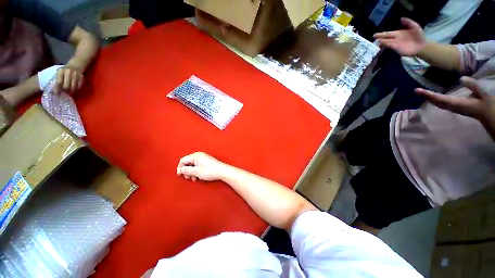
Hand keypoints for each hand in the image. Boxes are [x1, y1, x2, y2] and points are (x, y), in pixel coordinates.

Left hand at [55, 66, 83, 93]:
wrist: (76, 65)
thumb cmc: (65, 70)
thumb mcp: (60, 73)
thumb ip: (58, 80)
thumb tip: (56, 90)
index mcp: (61, 71)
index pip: (59, 82)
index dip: (58, 89)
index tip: (57, 94)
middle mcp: (69, 72)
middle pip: (66, 86)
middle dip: (65, 91)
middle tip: (64, 93)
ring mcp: (76, 75)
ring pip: (73, 87)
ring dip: (71, 91)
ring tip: (70, 93)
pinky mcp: (82, 78)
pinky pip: (79, 86)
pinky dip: (77, 89)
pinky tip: (75, 89)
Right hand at [177, 152, 226, 181]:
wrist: (222, 171)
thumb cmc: (211, 171)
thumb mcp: (196, 172)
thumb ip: (186, 170)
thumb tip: (181, 169)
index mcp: (196, 156)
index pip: (183, 160)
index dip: (180, 168)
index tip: (180, 175)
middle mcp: (199, 155)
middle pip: (188, 163)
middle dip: (186, 171)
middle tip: (188, 178)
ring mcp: (203, 158)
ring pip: (193, 165)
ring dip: (192, 172)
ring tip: (194, 178)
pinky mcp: (207, 161)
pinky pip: (198, 166)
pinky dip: (196, 171)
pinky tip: (198, 177)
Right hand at [373, 18, 425, 55]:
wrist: (421, 45)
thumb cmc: (419, 36)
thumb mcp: (415, 26)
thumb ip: (408, 22)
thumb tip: (401, 19)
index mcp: (398, 33)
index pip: (388, 33)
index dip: (382, 34)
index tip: (375, 35)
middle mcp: (395, 39)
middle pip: (385, 38)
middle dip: (379, 38)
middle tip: (373, 38)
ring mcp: (395, 44)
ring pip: (386, 42)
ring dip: (381, 42)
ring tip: (375, 42)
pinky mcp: (396, 49)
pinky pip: (389, 46)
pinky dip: (385, 46)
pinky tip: (381, 45)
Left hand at [416, 77, 494, 122]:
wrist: (488, 115)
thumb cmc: (485, 103)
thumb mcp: (481, 93)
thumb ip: (472, 85)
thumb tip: (461, 79)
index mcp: (457, 103)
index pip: (439, 98)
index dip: (429, 95)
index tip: (419, 91)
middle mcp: (452, 107)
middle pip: (436, 101)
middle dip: (426, 96)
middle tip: (416, 90)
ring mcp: (452, 108)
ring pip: (437, 103)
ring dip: (429, 98)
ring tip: (421, 92)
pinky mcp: (454, 108)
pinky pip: (441, 103)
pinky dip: (434, 99)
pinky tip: (431, 97)